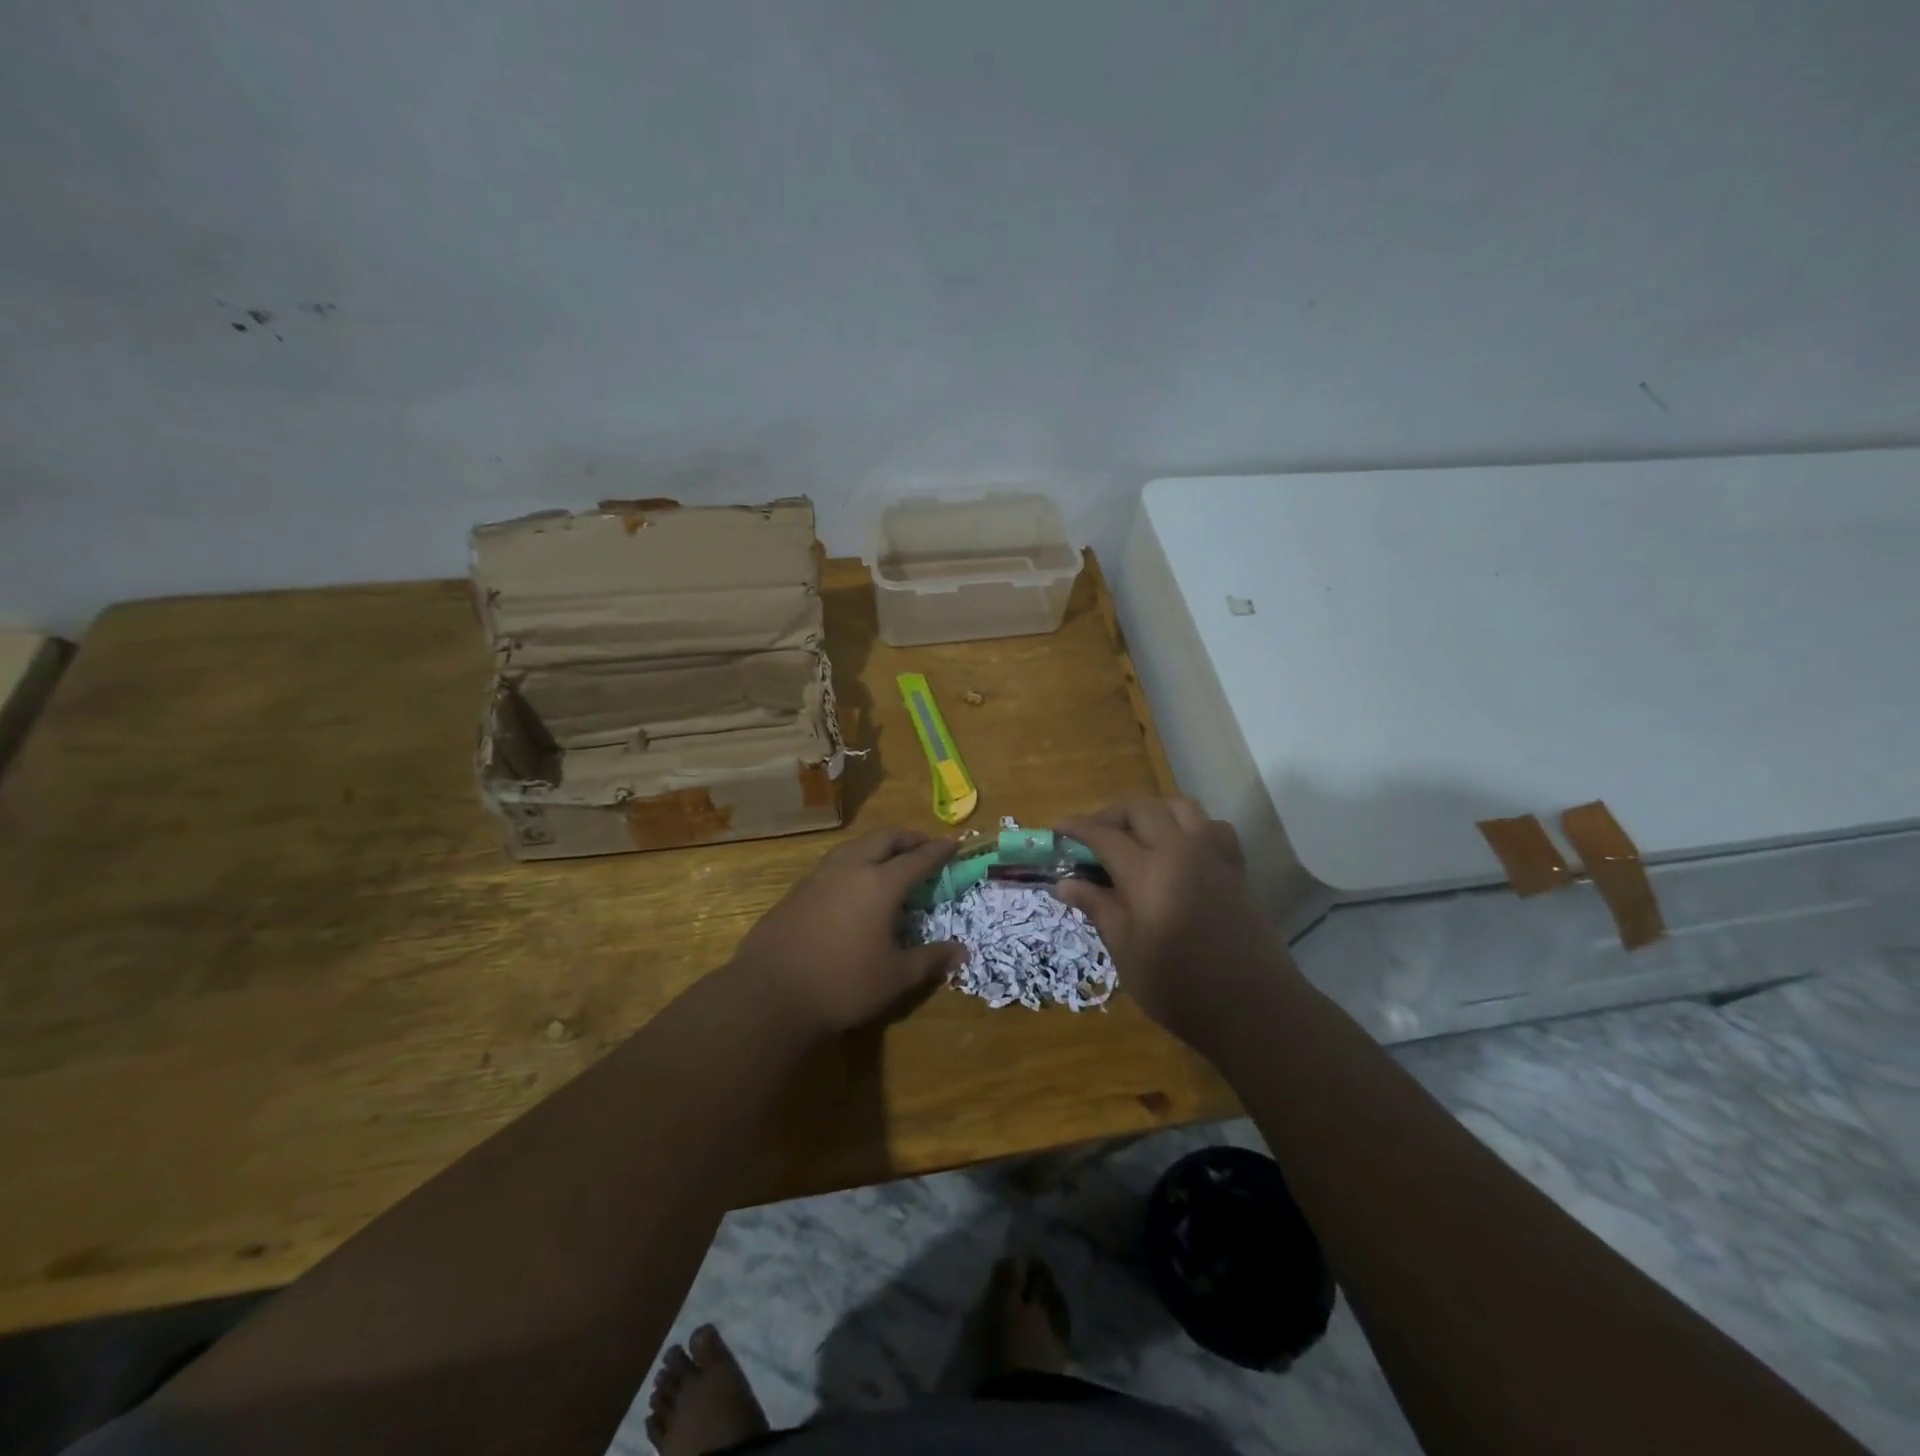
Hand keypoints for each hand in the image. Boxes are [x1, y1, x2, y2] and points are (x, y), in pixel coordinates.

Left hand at [730, 828, 963, 1037]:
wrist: (769, 994)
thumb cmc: (842, 984)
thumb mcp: (895, 978)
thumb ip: (930, 959)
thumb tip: (962, 951)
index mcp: (880, 884)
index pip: (917, 858)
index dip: (938, 850)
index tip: (954, 844)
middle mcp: (850, 869)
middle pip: (884, 838)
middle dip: (908, 838)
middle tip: (923, 846)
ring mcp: (818, 877)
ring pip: (854, 845)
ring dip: (877, 845)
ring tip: (889, 858)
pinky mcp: (796, 891)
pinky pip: (833, 863)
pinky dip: (853, 861)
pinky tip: (852, 883)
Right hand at [1053, 796, 1295, 1044]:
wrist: (1252, 1007)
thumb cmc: (1179, 987)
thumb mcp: (1126, 951)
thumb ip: (1098, 908)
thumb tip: (1064, 883)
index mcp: (1147, 872)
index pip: (1104, 835)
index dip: (1078, 828)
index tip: (1058, 828)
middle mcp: (1180, 851)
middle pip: (1141, 808)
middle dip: (1111, 814)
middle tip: (1093, 836)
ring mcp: (1212, 856)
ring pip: (1179, 805)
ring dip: (1152, 811)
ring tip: (1136, 833)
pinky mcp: (1235, 868)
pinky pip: (1212, 826)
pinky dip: (1191, 825)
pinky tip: (1181, 847)